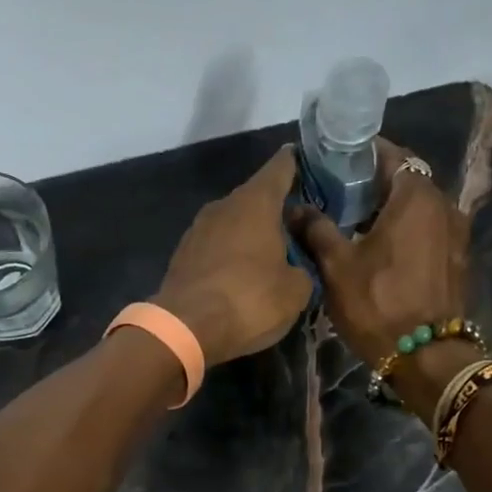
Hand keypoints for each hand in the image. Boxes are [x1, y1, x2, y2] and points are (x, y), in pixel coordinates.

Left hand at [156, 147, 314, 366]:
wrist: (185, 328)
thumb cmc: (249, 300)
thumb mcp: (296, 290)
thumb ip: (303, 268)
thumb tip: (293, 266)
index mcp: (255, 202)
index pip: (281, 168)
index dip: (297, 164)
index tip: (309, 163)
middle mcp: (223, 205)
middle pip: (256, 198)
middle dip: (277, 210)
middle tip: (299, 228)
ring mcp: (197, 230)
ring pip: (234, 223)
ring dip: (252, 234)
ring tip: (272, 255)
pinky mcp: (182, 256)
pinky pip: (216, 246)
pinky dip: (231, 254)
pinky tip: (242, 275)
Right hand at [288, 139, 475, 408]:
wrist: (426, 356)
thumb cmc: (378, 303)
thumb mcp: (337, 266)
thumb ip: (316, 229)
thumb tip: (295, 207)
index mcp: (415, 196)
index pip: (390, 155)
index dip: (361, 155)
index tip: (334, 162)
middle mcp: (443, 204)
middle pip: (406, 180)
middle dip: (373, 183)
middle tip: (338, 193)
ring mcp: (455, 232)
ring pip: (417, 206)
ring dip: (389, 208)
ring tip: (354, 221)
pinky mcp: (456, 258)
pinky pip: (427, 229)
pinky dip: (405, 229)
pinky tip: (380, 247)